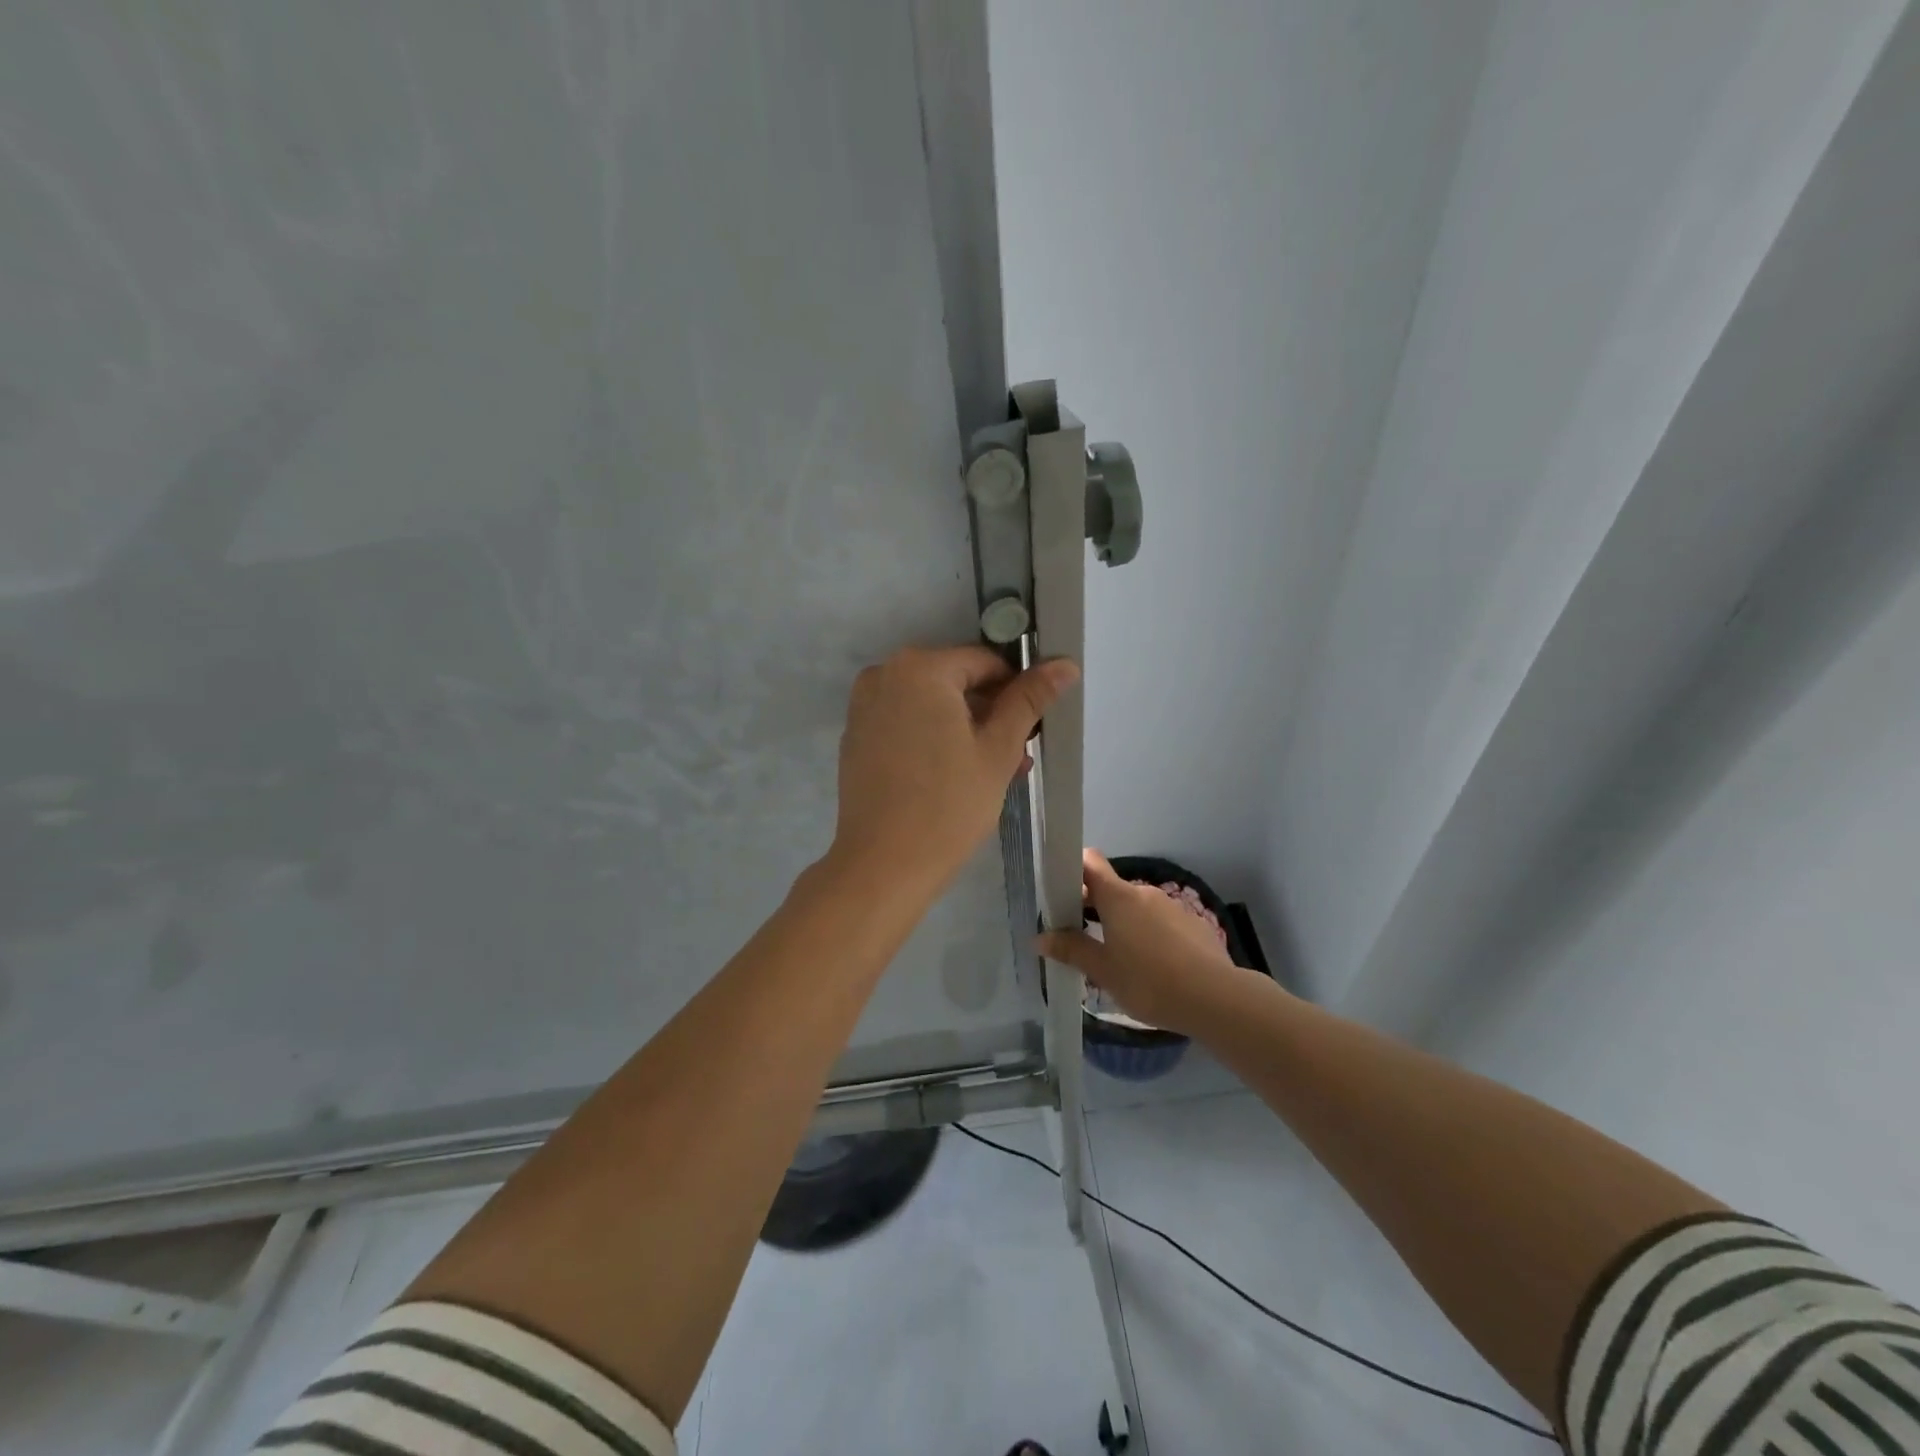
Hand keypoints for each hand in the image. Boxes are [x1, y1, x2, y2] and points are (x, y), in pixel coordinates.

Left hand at [829, 645, 1077, 896]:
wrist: (883, 865)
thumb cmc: (948, 805)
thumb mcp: (998, 750)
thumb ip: (1029, 700)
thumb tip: (1064, 665)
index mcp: (920, 668)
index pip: (985, 662)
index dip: (1015, 691)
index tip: (1031, 729)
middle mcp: (884, 674)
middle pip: (955, 682)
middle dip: (990, 714)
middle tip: (1016, 758)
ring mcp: (864, 706)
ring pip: (931, 705)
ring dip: (965, 729)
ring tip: (992, 773)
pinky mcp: (856, 736)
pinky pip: (905, 723)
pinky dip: (932, 738)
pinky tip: (953, 776)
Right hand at [1039, 850, 1256, 1035]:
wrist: (1216, 998)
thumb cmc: (1149, 981)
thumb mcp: (1103, 972)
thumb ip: (1072, 950)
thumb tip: (1041, 938)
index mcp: (1118, 897)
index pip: (1089, 862)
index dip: (1072, 869)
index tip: (1060, 891)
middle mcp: (1144, 893)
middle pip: (1111, 889)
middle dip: (1094, 907)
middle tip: (1081, 938)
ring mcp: (1171, 906)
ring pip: (1136, 907)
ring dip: (1122, 924)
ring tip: (1117, 959)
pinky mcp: (1192, 924)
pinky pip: (1159, 922)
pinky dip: (1148, 935)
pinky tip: (1151, 967)